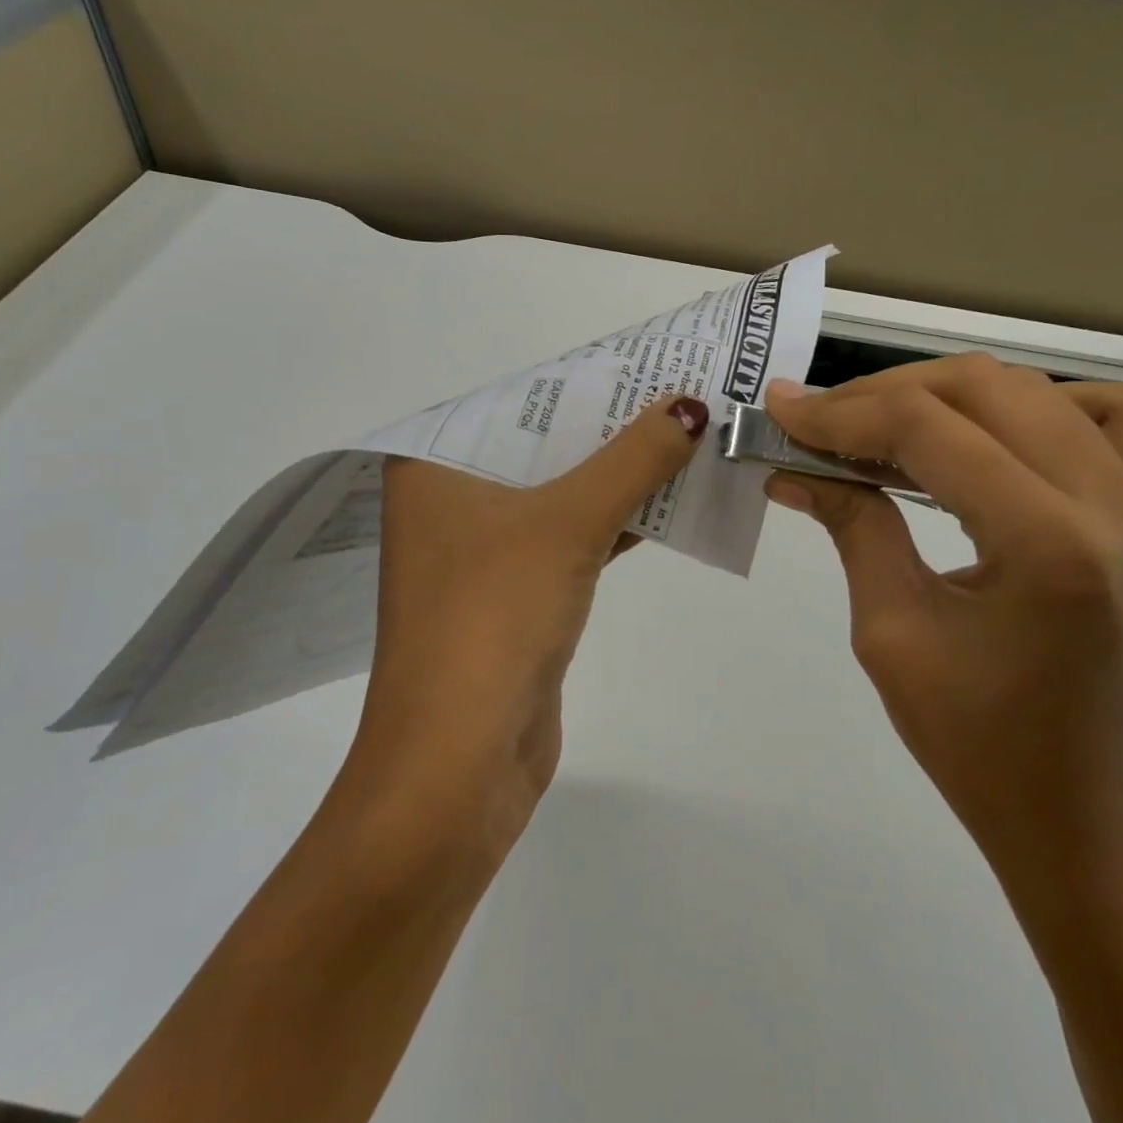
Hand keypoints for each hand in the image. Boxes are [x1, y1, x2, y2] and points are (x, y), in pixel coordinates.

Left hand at [349, 396, 709, 855]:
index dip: (579, 378)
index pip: (513, 400)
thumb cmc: (493, 618)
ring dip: (617, 474)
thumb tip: (690, 406)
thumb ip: (631, 460)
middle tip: (677, 390)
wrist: (458, 765)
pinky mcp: (515, 595)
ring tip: (685, 433)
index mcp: (432, 467)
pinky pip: (569, 539)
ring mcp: (482, 552)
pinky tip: (667, 499)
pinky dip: (614, 521)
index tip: (641, 357)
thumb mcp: (566, 522)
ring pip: (559, 493)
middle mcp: (449, 502)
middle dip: (608, 425)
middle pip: (541, 445)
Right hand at [762, 359, 1122, 899]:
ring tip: (883, 423)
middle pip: (982, 388)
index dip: (841, 412)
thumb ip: (852, 523)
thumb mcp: (890, 630)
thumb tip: (792, 465)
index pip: (926, 430)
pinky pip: (1107, 415)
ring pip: (1034, 388)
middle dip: (882, 393)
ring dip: (945, 392)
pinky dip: (1037, 402)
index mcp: (1047, 545)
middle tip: (819, 421)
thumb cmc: (974, 742)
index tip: (780, 411)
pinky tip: (989, 431)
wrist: (1079, 813)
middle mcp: (1115, 505)